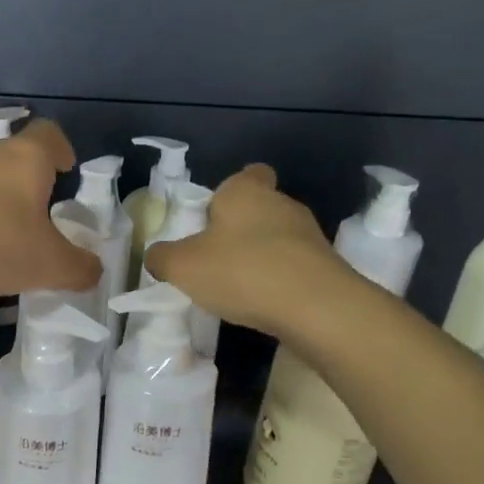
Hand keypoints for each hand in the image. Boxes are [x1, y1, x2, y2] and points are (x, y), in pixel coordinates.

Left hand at [0, 119, 102, 298]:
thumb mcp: (49, 265)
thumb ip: (79, 267)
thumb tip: (93, 270)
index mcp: (26, 157)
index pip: (50, 134)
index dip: (62, 150)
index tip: (66, 169)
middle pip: (16, 154)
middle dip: (29, 180)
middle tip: (39, 212)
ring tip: (3, 233)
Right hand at [143, 164, 348, 334]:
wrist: (316, 308)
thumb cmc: (242, 271)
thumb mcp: (182, 266)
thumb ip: (162, 258)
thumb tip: (157, 257)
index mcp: (246, 191)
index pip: (246, 174)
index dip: (229, 193)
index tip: (213, 219)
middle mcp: (282, 203)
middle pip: (258, 209)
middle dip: (239, 230)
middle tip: (214, 259)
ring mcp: (309, 235)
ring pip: (277, 239)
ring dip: (259, 257)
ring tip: (237, 288)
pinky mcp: (325, 266)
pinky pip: (293, 267)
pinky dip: (278, 280)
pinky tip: (263, 303)